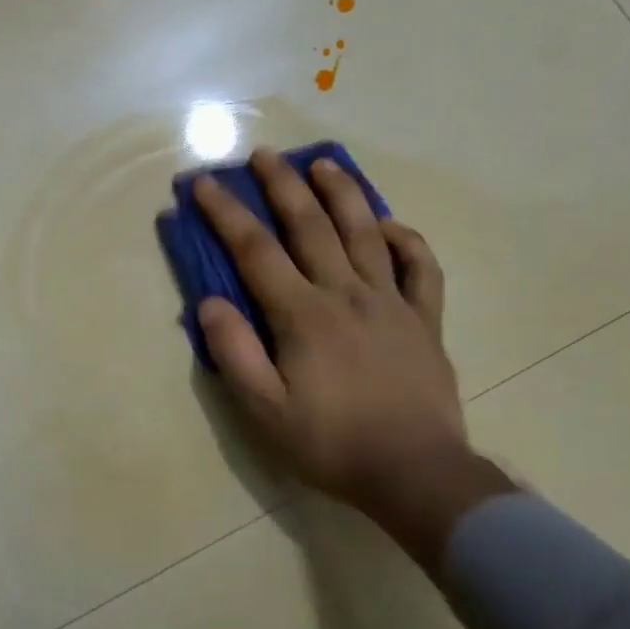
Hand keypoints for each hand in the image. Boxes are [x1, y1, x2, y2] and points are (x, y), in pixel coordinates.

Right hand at [193, 149, 511, 564]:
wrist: (416, 474)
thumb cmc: (331, 444)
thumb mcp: (265, 411)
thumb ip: (234, 353)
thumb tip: (209, 303)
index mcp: (303, 315)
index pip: (256, 251)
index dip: (226, 213)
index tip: (205, 183)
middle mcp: (346, 293)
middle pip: (310, 226)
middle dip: (282, 185)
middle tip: (263, 155)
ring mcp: (391, 302)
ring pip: (365, 233)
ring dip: (341, 193)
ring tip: (323, 164)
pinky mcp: (424, 319)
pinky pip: (421, 267)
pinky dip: (405, 240)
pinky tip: (388, 225)